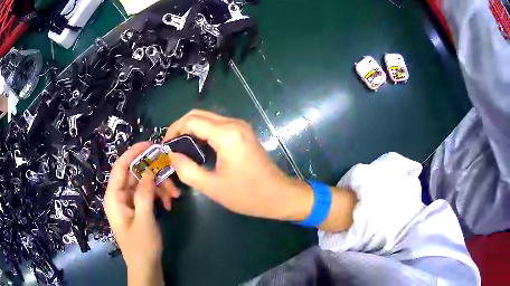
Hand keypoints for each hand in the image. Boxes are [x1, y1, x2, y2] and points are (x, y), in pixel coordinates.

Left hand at [104, 142, 169, 285]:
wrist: (146, 267)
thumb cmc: (141, 246)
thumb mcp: (144, 219)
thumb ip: (145, 193)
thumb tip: (149, 169)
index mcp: (114, 197)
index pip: (121, 167)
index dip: (134, 153)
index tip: (151, 144)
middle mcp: (120, 196)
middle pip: (135, 175)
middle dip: (154, 174)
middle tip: (171, 175)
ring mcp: (129, 202)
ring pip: (144, 184)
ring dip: (160, 187)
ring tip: (175, 197)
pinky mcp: (138, 208)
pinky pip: (148, 195)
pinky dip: (159, 196)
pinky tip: (170, 204)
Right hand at [163, 110, 313, 221]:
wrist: (279, 195)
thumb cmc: (247, 195)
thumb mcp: (212, 187)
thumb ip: (187, 170)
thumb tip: (171, 155)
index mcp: (226, 134)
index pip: (191, 121)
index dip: (173, 130)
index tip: (164, 146)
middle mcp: (234, 124)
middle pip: (198, 115)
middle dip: (180, 127)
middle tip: (170, 147)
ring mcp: (240, 127)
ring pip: (208, 118)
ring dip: (191, 130)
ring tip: (180, 148)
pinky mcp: (243, 133)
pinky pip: (217, 125)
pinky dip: (203, 133)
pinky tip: (197, 148)